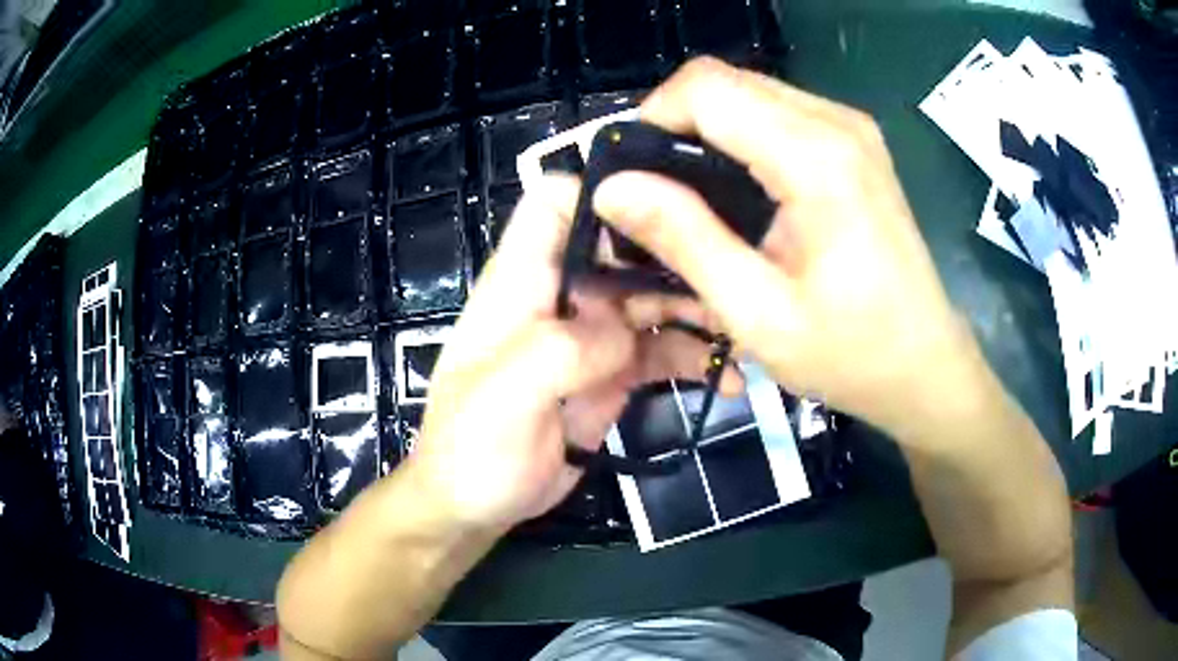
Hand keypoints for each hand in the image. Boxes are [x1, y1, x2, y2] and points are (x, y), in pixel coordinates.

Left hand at [407, 176, 740, 530]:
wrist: (477, 503)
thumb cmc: (470, 447)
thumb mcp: (503, 396)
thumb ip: (562, 350)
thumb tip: (623, 333)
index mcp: (523, 281)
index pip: (554, 205)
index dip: (603, 193)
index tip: (664, 207)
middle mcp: (563, 295)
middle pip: (626, 249)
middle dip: (679, 258)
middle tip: (733, 284)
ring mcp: (593, 335)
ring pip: (656, 300)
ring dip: (701, 312)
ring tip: (744, 337)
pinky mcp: (615, 372)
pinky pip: (665, 351)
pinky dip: (698, 360)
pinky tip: (730, 380)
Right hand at [593, 57, 981, 436]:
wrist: (925, 364)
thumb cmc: (851, 353)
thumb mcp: (758, 313)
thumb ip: (685, 239)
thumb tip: (614, 188)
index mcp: (816, 158)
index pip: (708, 88)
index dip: (654, 116)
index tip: (633, 174)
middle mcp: (836, 123)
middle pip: (726, 80)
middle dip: (675, 122)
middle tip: (655, 190)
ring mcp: (851, 128)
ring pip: (748, 90)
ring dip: (706, 128)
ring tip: (690, 193)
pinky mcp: (855, 141)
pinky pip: (776, 110)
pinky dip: (739, 134)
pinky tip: (736, 187)